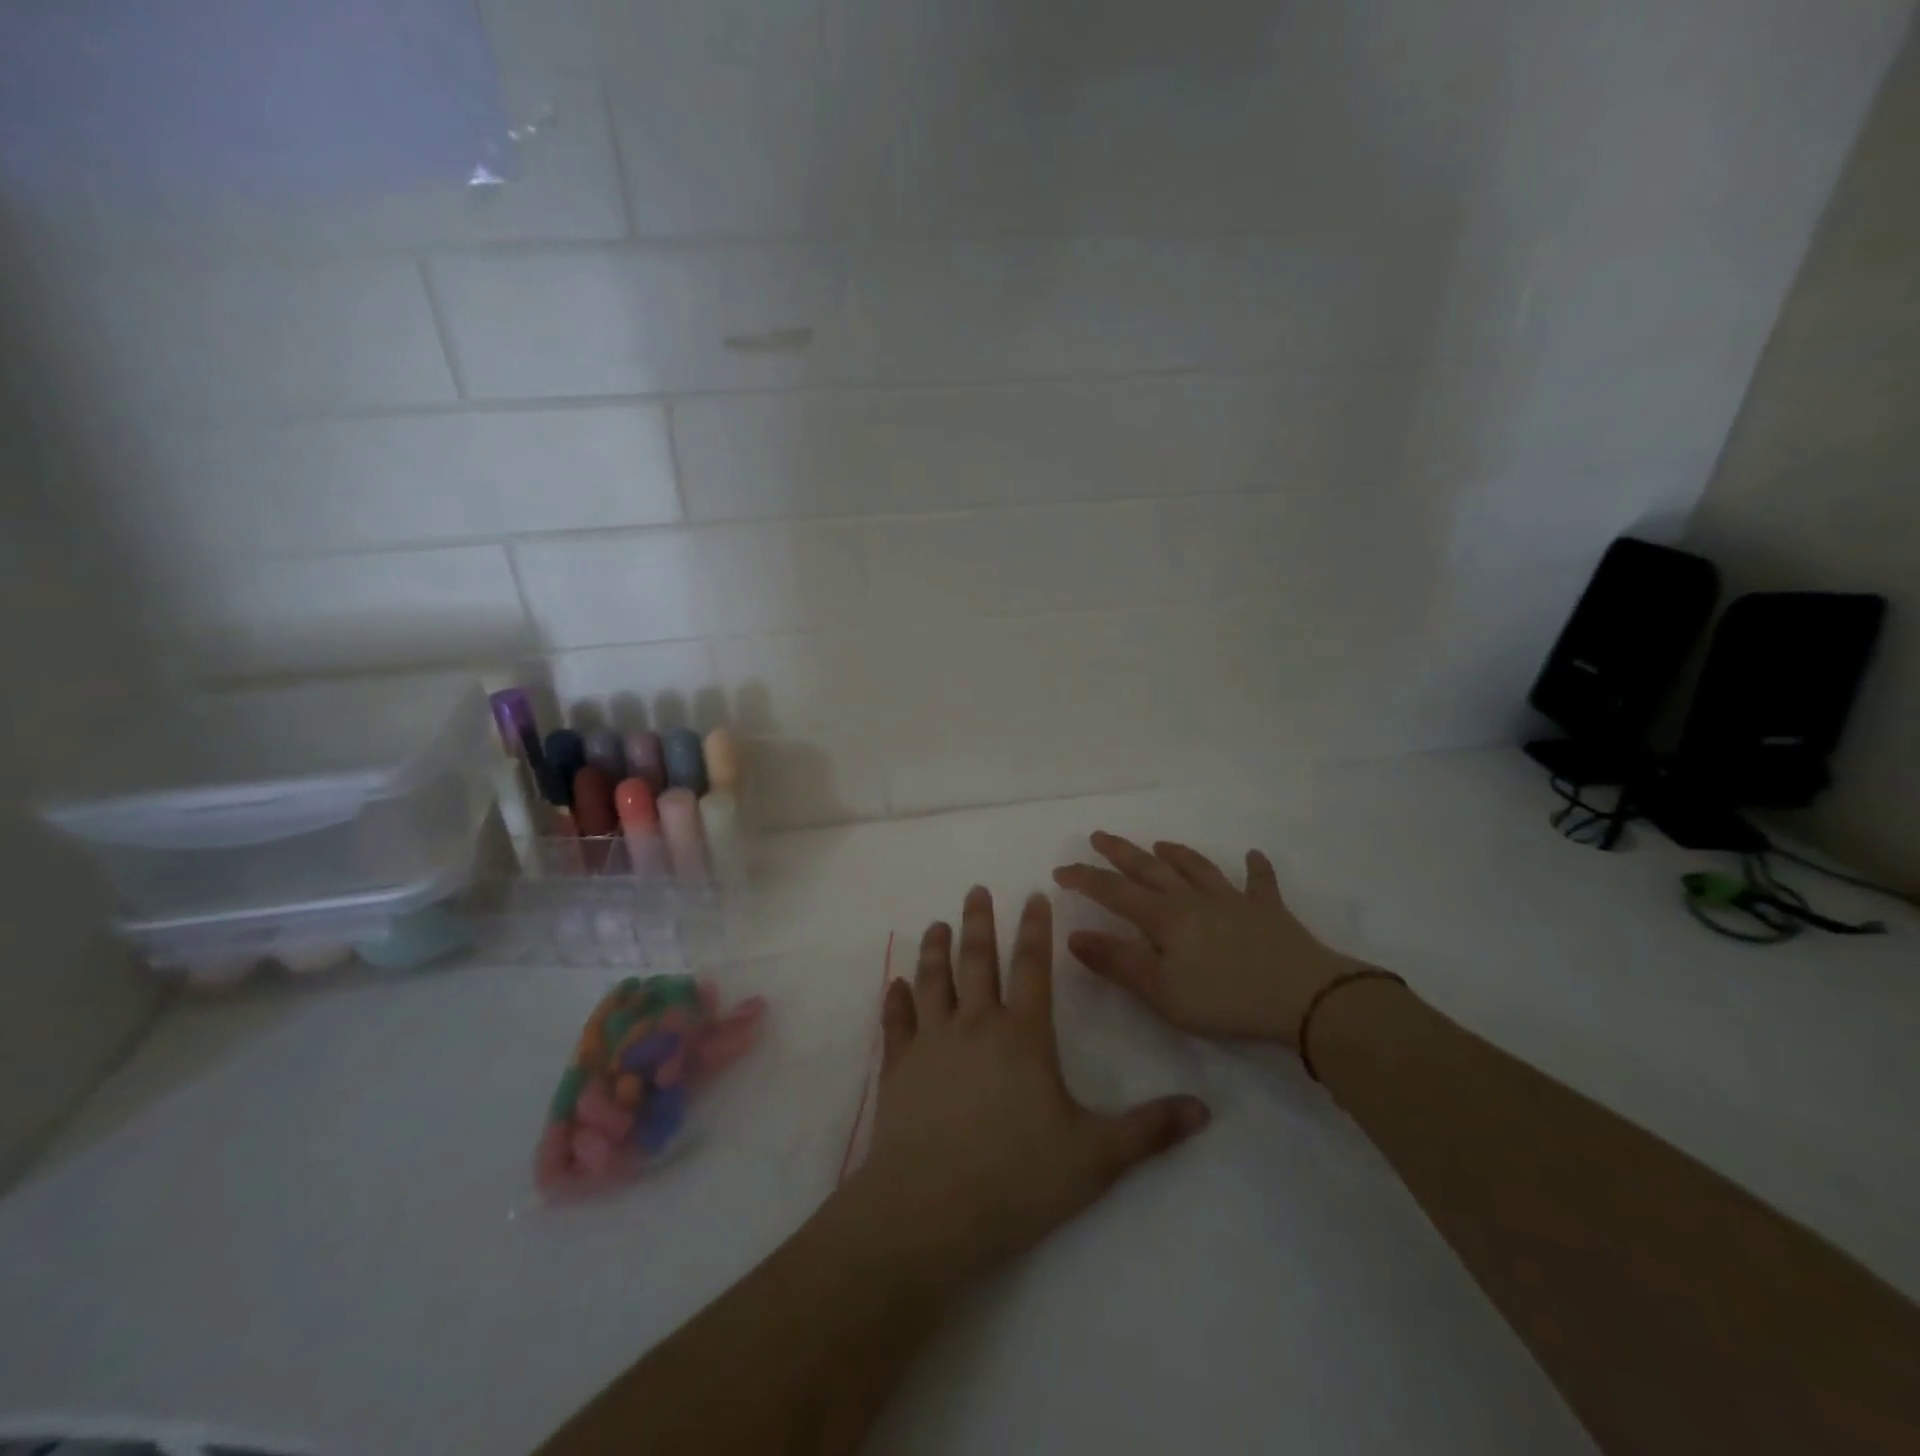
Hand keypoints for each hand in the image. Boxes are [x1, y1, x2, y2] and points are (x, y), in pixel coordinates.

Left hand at [845, 886, 1209, 1280]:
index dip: (1034, 928)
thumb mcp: (1095, 1158)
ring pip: (933, 980)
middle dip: (979, 922)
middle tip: (976, 890)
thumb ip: (1149, 1130)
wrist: (930, 1210)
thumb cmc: (1017, 1179)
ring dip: (936, 949)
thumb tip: (1205, 1110)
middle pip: (977, 960)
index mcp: (1023, 1036)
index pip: (1032, 967)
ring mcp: (931, 1043)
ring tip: (937, 923)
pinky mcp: (898, 1068)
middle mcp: (975, 1025)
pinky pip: (896, 1023)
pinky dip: (895, 1001)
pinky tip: (894, 985)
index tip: (1033, 894)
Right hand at [1053, 832, 1359, 1046]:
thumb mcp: (1161, 991)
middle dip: (1121, 853)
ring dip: (1176, 854)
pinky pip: (1260, 883)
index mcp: (1165, 917)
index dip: (1086, 879)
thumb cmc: (1225, 999)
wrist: (1304, 998)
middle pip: (1150, 869)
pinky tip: (1254, 856)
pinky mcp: (1269, 912)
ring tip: (1160, 843)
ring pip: (1197, 869)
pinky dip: (1255, 868)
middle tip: (1100, 836)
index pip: (1114, 892)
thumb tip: (1074, 936)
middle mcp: (1194, 899)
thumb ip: (1117, 962)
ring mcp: (1234, 901)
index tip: (1061, 870)